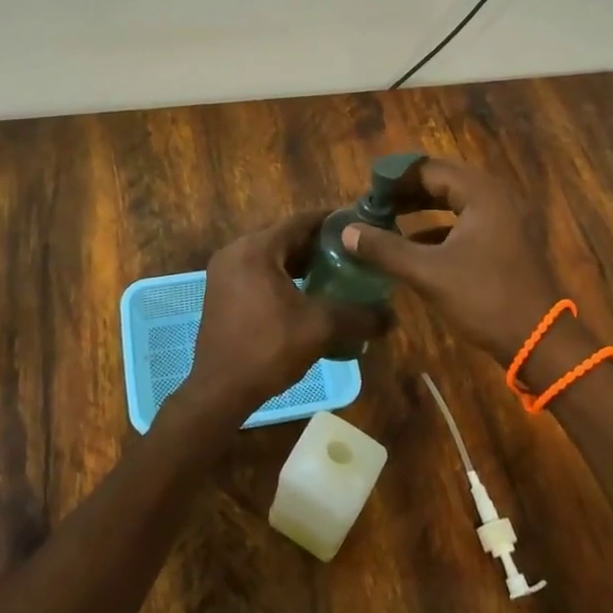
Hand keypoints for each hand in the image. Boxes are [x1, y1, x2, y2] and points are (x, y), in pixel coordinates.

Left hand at [186, 211, 383, 411]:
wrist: (220, 390)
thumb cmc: (268, 349)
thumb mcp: (320, 328)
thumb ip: (358, 316)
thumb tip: (393, 317)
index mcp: (256, 249)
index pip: (300, 221)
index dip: (332, 222)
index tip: (360, 226)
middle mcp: (235, 252)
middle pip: (285, 237)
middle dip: (319, 245)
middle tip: (353, 253)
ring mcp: (224, 273)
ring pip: (271, 256)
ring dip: (301, 263)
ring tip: (336, 273)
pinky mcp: (222, 293)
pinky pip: (258, 272)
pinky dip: (283, 277)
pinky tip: (308, 294)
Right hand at [340, 158, 570, 371]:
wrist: (540, 341)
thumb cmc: (485, 298)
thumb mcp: (428, 273)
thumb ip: (385, 249)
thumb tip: (347, 231)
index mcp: (481, 193)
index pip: (429, 170)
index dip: (394, 178)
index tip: (366, 191)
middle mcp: (496, 197)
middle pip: (442, 182)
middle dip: (405, 193)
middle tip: (372, 206)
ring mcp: (505, 220)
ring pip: (454, 203)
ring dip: (420, 210)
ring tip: (386, 221)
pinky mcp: (506, 242)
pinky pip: (466, 222)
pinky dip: (438, 228)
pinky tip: (413, 245)